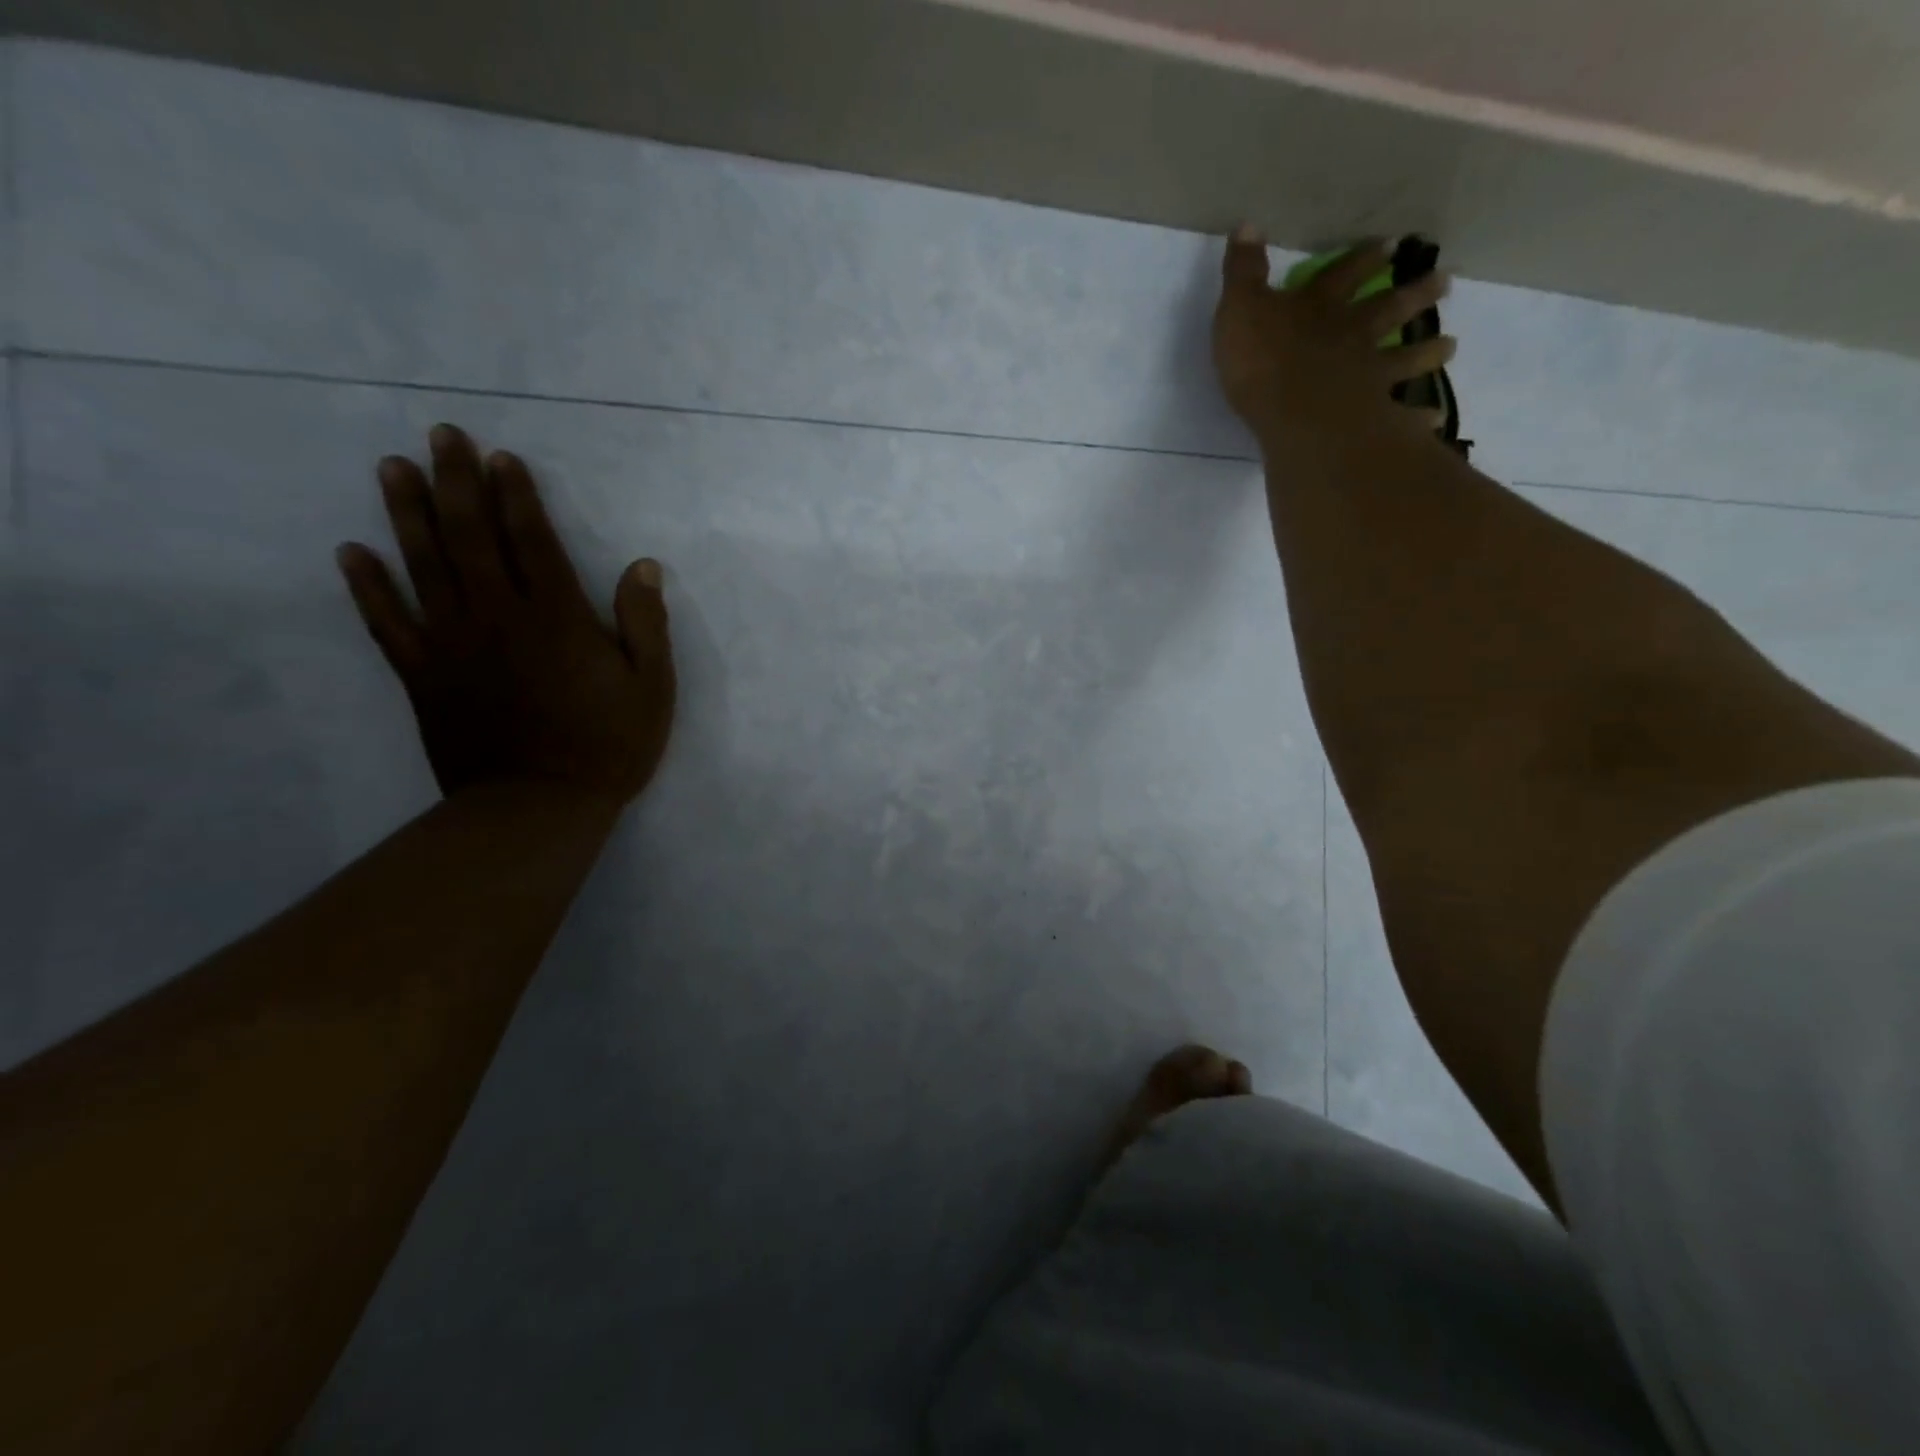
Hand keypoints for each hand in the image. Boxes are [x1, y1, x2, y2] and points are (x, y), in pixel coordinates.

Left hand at [335, 424, 674, 807]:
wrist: (537, 807)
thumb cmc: (607, 747)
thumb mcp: (652, 688)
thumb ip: (646, 625)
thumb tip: (642, 567)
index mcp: (558, 619)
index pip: (532, 541)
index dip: (516, 496)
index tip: (501, 457)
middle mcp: (499, 617)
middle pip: (471, 538)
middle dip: (456, 483)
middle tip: (442, 436)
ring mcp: (453, 644)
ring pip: (424, 566)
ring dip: (406, 513)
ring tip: (392, 468)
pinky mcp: (423, 676)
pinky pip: (387, 623)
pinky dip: (368, 586)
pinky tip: (351, 551)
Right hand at [1212, 228, 1455, 449]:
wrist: (1295, 412)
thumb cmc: (1263, 361)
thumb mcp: (1240, 309)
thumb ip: (1244, 273)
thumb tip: (1247, 225)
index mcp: (1319, 308)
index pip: (1343, 276)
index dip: (1364, 259)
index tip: (1392, 244)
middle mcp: (1352, 336)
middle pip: (1388, 310)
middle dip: (1414, 294)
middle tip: (1444, 282)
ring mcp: (1367, 376)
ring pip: (1404, 359)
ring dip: (1427, 352)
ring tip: (1450, 347)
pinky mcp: (1372, 415)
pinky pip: (1401, 417)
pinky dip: (1418, 419)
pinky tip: (1435, 420)